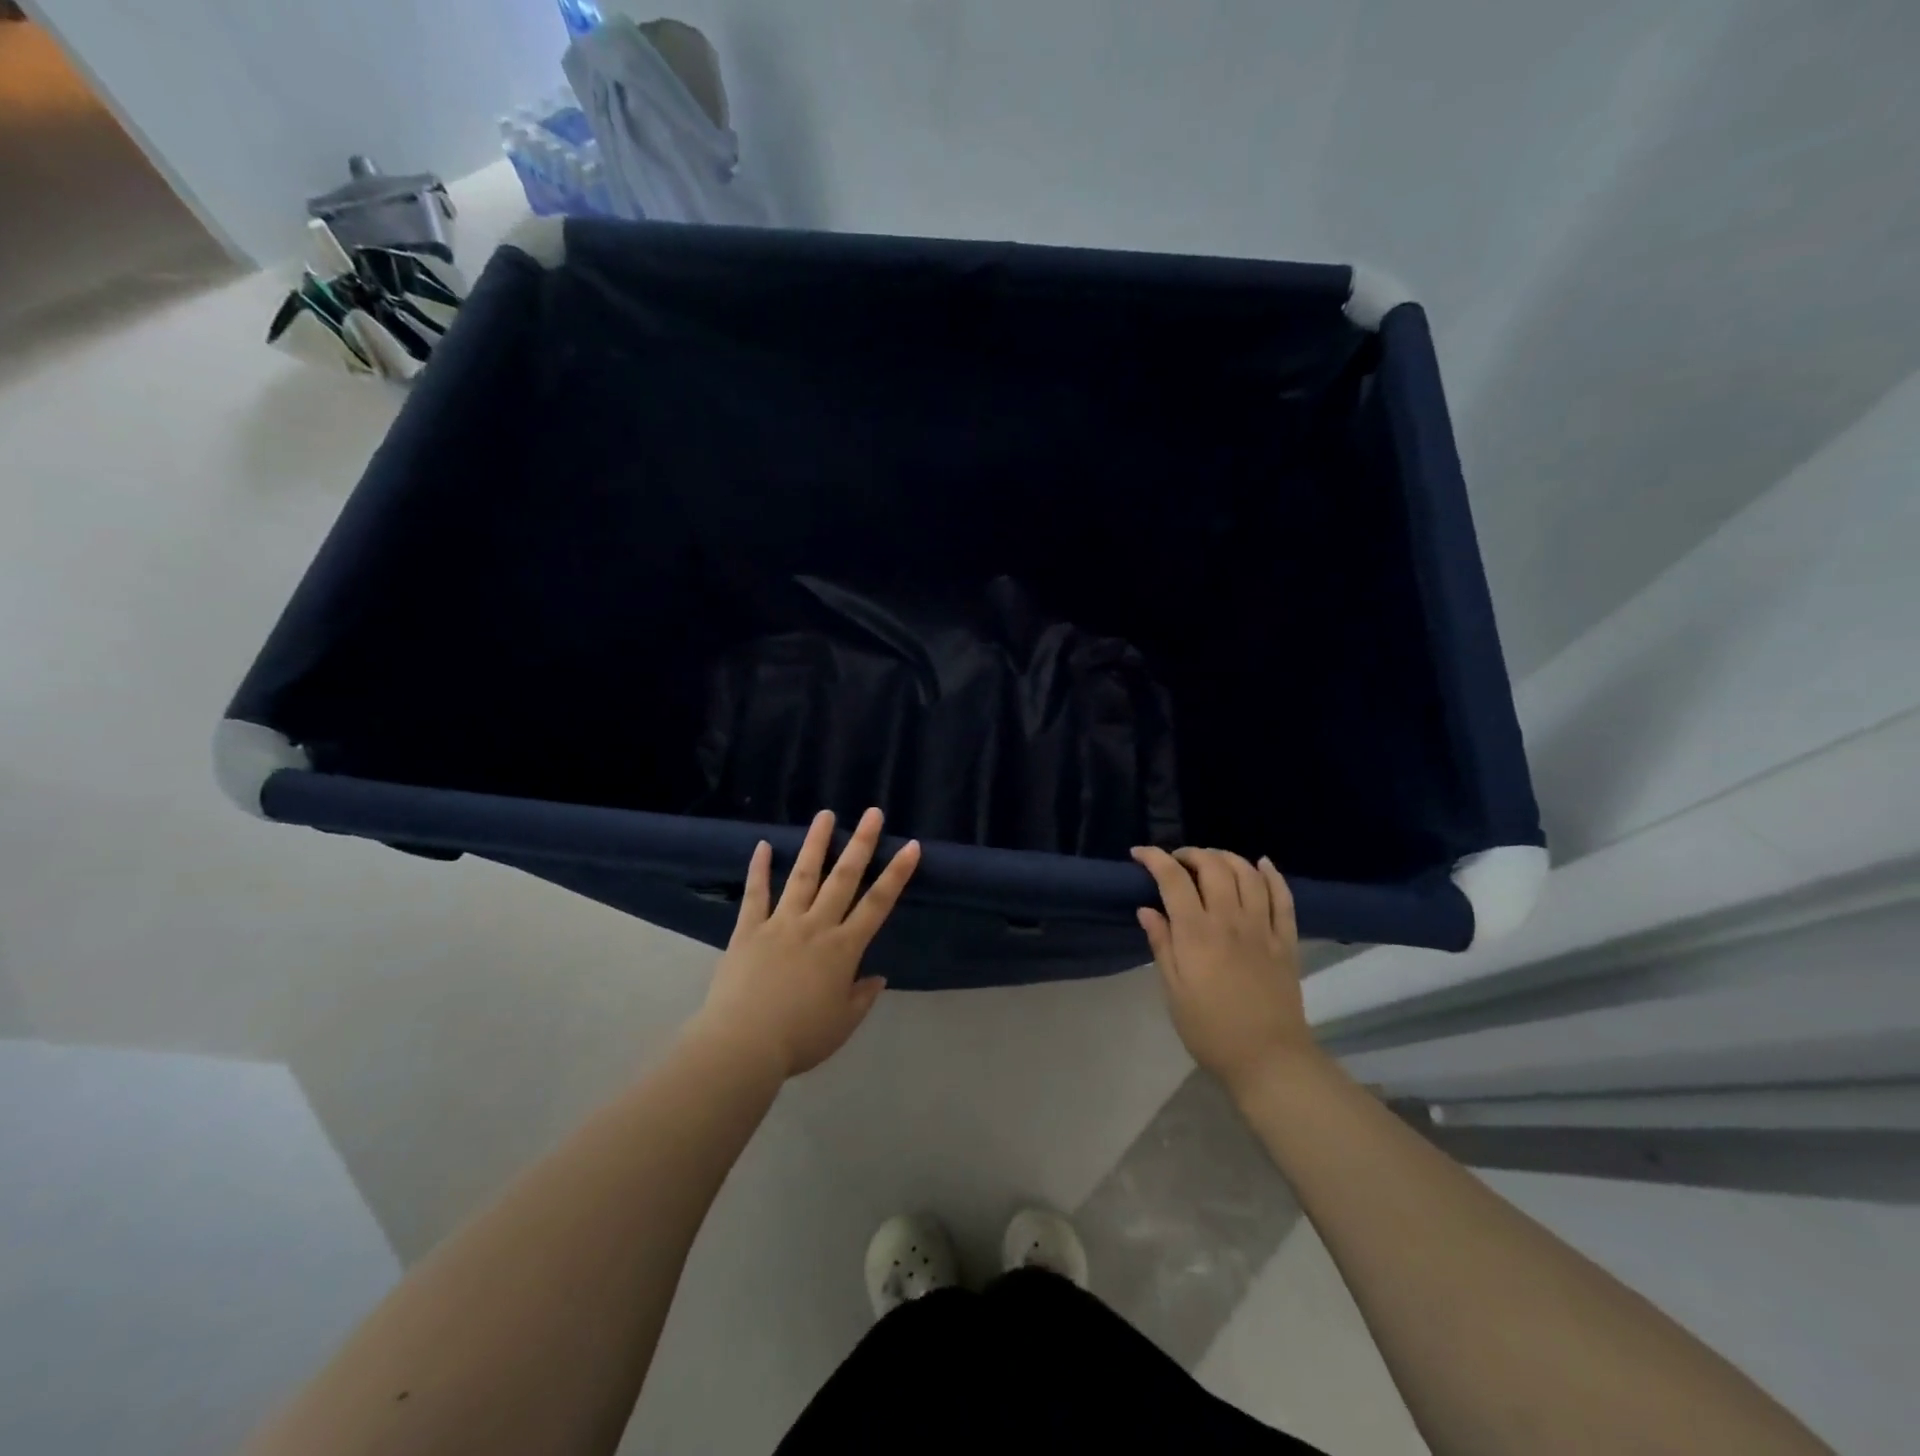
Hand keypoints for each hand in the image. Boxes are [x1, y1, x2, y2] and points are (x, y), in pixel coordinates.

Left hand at [692, 808, 919, 1078]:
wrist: (743, 1045)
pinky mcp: (748, 929)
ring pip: (802, 875)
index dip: (896, 874)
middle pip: (843, 878)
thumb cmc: (800, 1038)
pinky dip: (758, 869)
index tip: (911, 846)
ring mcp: (780, 923)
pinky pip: (755, 894)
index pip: (878, 904)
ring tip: (825, 814)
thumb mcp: (842, 1023)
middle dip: (861, 843)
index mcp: (843, 949)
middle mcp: (815, 926)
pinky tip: (762, 845)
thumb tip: (877, 976)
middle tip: (872, 812)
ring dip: (815, 843)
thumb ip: (862, 997)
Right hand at [1131, 846, 1319, 1095]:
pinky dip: (1272, 875)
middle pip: (1213, 866)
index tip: (1139, 854)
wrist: (1268, 1059)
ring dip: (1227, 857)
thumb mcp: (1173, 991)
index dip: (1155, 858)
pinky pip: (1283, 897)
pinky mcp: (1287, 940)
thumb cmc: (1210, 1030)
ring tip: (1211, 861)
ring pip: (1248, 874)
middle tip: (1176, 861)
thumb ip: (1162, 945)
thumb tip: (1147, 909)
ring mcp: (1263, 928)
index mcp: (1197, 934)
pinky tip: (1261, 864)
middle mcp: (1230, 921)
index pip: (1173, 879)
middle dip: (1191, 854)